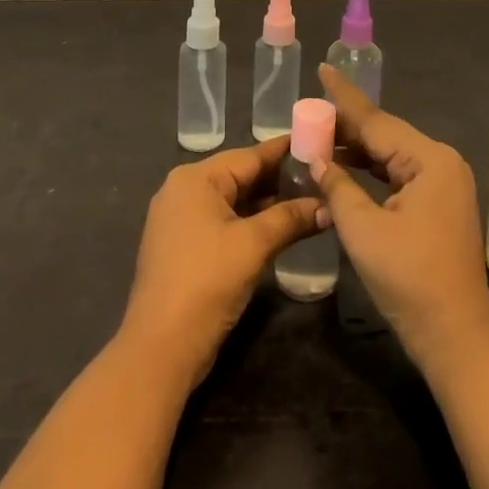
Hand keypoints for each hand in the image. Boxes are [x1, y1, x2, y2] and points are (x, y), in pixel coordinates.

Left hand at [121, 137, 322, 383]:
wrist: (160, 348)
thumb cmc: (207, 282)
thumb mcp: (253, 245)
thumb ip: (290, 218)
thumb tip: (327, 206)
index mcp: (195, 178)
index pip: (250, 155)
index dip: (285, 150)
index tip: (317, 141)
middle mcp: (183, 190)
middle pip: (240, 176)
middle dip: (279, 178)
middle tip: (321, 174)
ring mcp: (180, 219)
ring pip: (232, 200)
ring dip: (267, 203)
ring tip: (309, 198)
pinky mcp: (183, 246)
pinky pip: (222, 221)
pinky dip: (249, 221)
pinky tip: (279, 226)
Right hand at [313, 65, 488, 371]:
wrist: (456, 337)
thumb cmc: (409, 280)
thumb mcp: (363, 229)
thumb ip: (337, 185)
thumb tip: (317, 158)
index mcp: (429, 160)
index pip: (376, 120)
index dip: (344, 97)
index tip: (323, 68)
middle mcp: (441, 163)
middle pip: (384, 135)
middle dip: (346, 125)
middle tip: (308, 110)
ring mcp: (443, 185)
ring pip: (390, 156)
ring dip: (356, 150)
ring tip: (317, 136)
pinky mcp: (438, 205)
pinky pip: (398, 176)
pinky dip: (371, 172)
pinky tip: (344, 169)